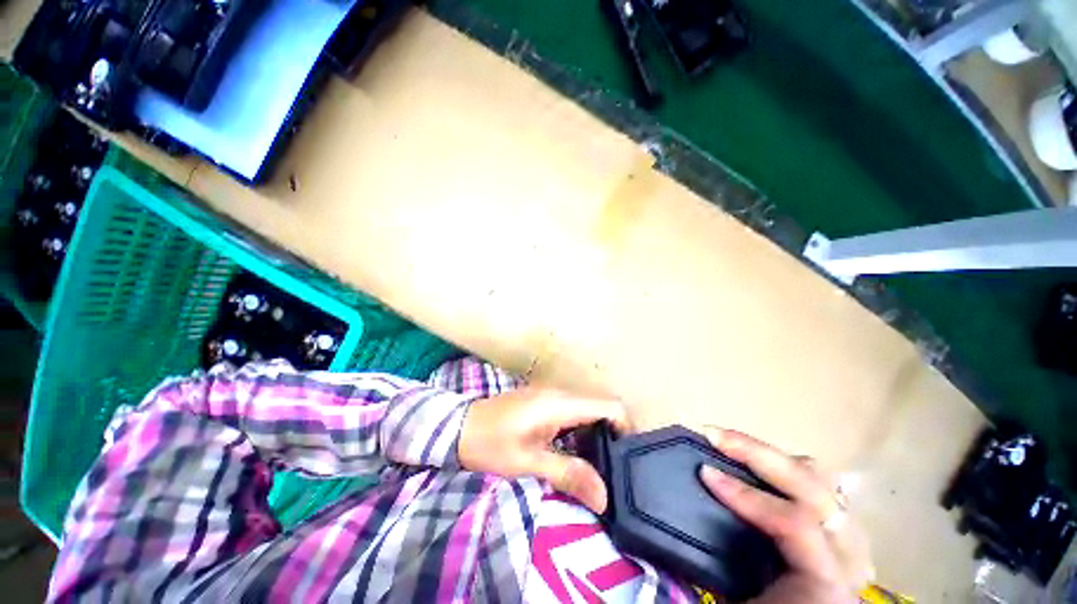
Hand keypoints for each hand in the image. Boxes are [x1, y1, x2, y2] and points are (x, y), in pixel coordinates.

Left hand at [459, 386, 630, 513]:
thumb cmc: (491, 444)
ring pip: (589, 409)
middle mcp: (561, 394)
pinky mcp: (544, 401)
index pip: (609, 405)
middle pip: (602, 406)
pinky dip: (583, 430)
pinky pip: (574, 411)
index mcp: (560, 404)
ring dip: (598, 433)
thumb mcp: (528, 463)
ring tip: (598, 466)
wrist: (459, 428)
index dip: (626, 428)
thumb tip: (605, 496)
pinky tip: (577, 453)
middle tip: (614, 469)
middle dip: (614, 435)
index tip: (627, 458)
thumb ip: (568, 474)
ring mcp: (551, 395)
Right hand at [698, 428, 873, 603]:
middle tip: (713, 435)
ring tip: (734, 444)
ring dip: (772, 456)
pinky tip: (758, 461)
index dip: (746, 494)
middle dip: (756, 453)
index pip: (794, 523)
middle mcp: (848, 552)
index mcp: (828, 577)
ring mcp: (849, 536)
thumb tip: (680, 515)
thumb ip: (728, 557)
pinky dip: (786, 467)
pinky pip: (819, 485)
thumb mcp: (745, 596)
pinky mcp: (841, 529)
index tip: (704, 473)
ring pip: (818, 477)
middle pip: (810, 486)